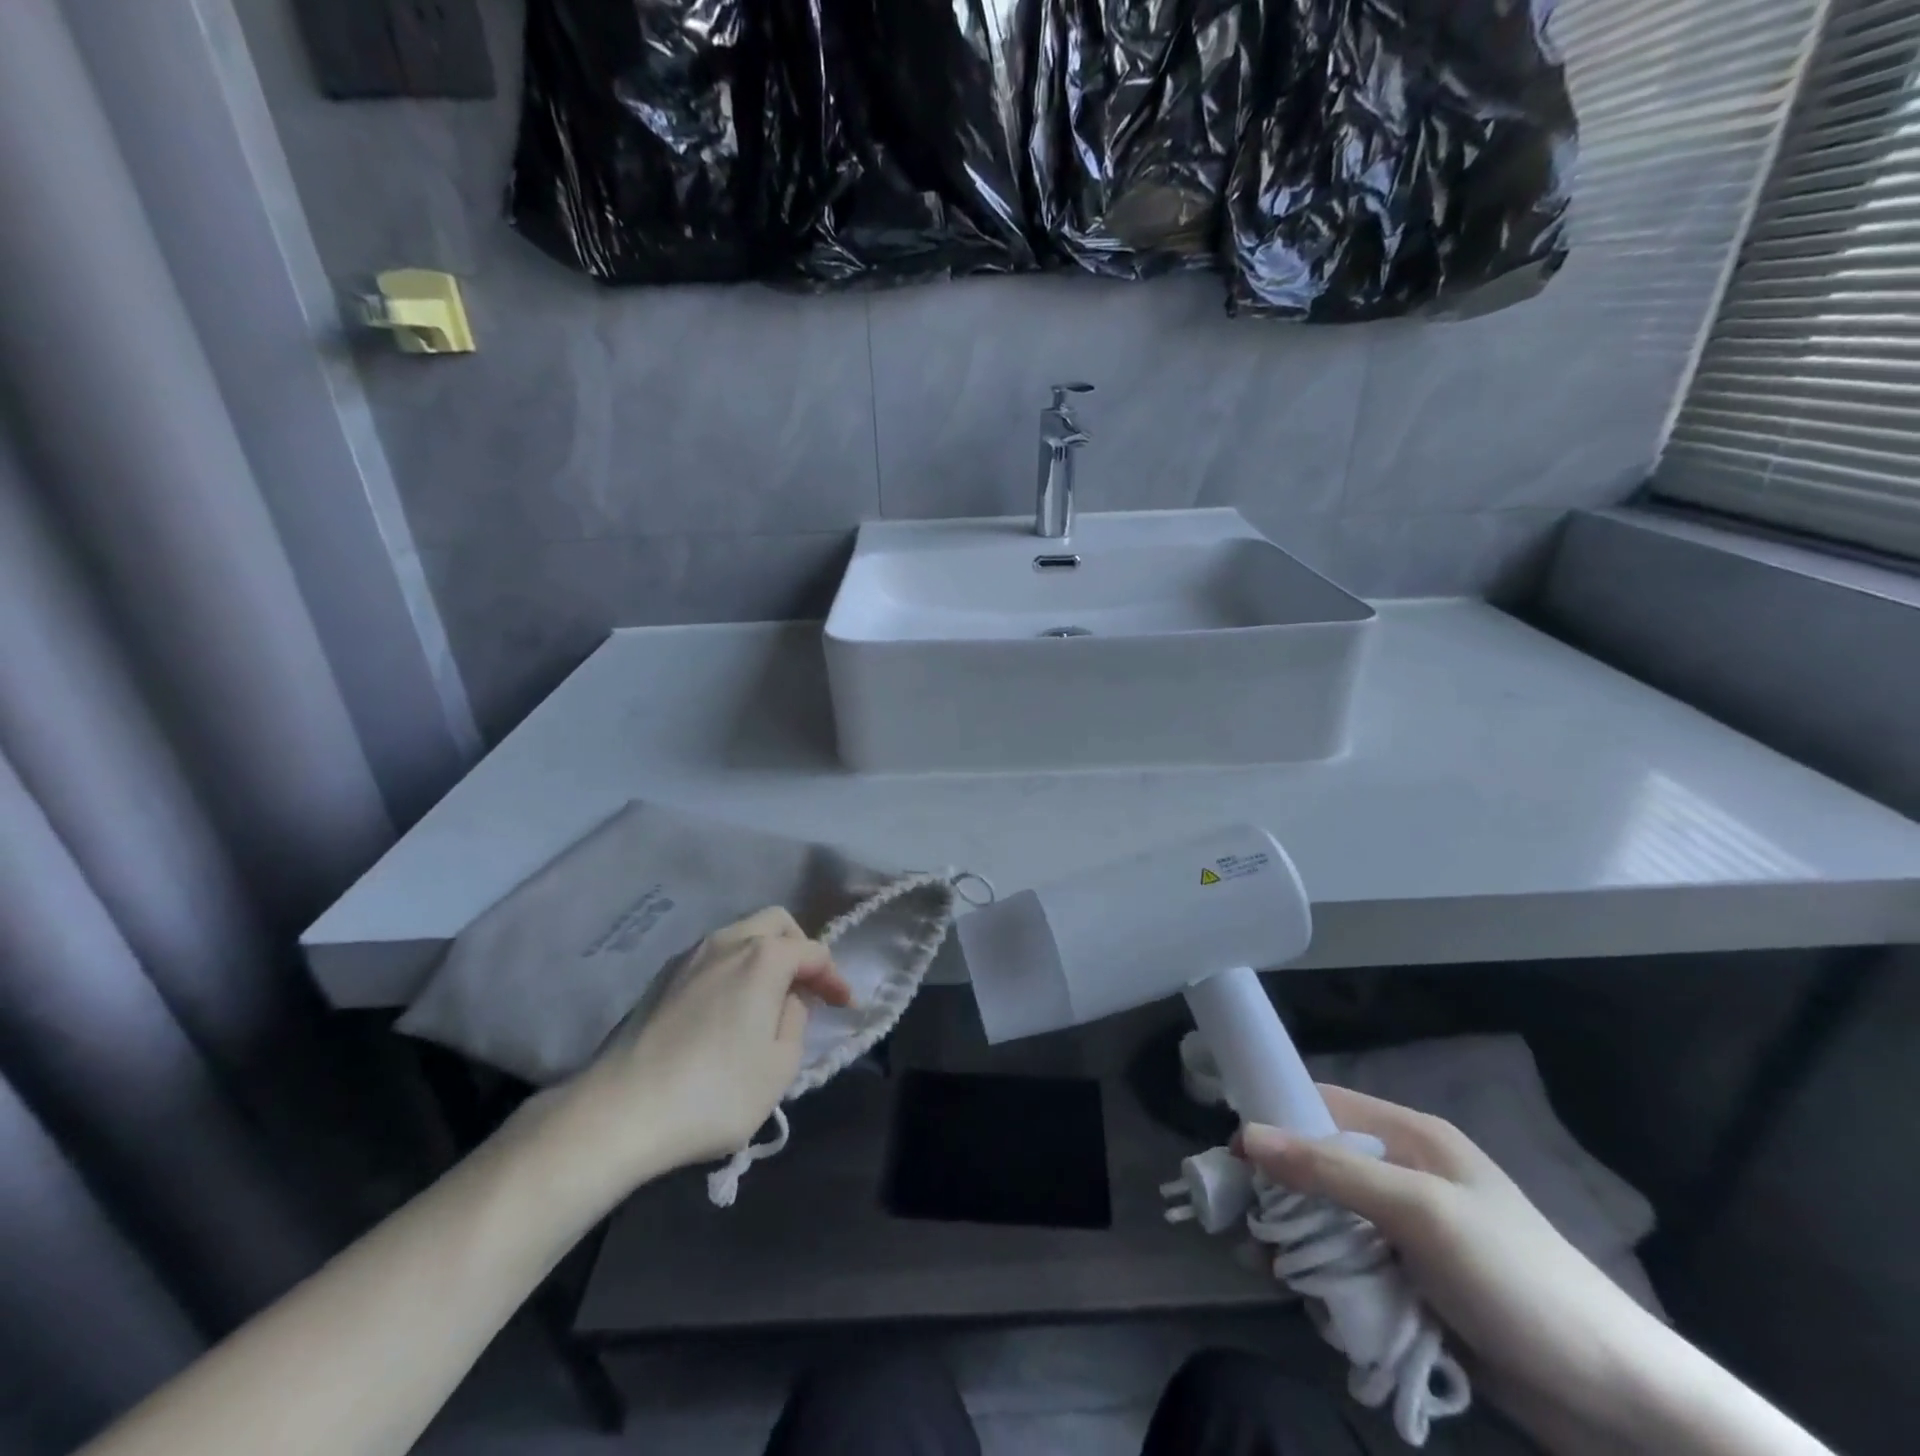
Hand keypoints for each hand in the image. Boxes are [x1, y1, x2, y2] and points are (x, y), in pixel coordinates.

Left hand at [559, 907, 850, 1185]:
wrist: (618, 1113)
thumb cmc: (714, 1092)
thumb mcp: (779, 1066)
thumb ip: (795, 1021)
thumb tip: (785, 1001)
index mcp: (763, 957)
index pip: (813, 952)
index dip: (834, 977)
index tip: (845, 1005)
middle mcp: (726, 942)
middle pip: (776, 923)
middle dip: (799, 949)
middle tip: (805, 988)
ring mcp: (688, 956)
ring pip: (740, 935)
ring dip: (763, 957)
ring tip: (767, 999)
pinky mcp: (660, 978)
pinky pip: (711, 957)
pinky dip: (732, 969)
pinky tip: (727, 1009)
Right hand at [1236, 1087, 1664, 1438]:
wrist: (1621, 1404)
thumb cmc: (1517, 1281)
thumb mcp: (1420, 1213)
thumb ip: (1330, 1172)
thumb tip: (1245, 1135)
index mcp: (1412, 1138)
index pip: (1323, 1106)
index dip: (1275, 1120)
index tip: (1231, 1154)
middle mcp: (1407, 1175)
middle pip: (1320, 1166)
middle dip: (1280, 1192)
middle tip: (1244, 1223)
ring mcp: (1412, 1233)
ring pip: (1331, 1219)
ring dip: (1300, 1241)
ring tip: (1270, 1269)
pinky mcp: (1417, 1283)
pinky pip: (1352, 1265)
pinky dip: (1327, 1277)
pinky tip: (1309, 1299)